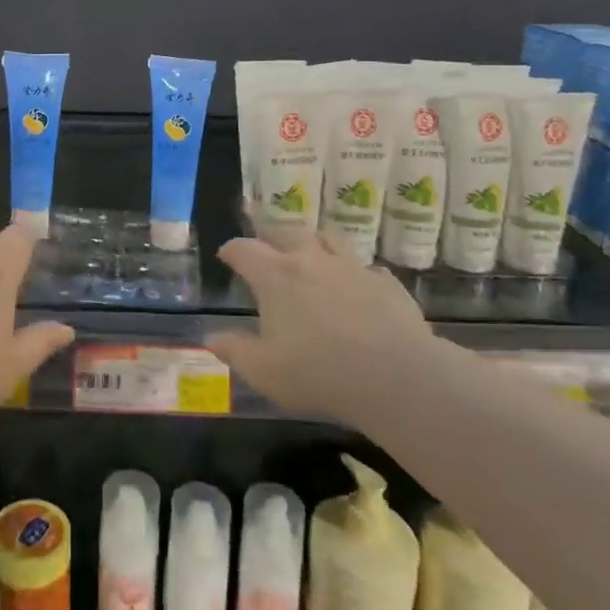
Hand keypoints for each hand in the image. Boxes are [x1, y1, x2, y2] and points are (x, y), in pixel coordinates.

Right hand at [205, 235, 431, 423]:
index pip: (244, 250)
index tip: (226, 255)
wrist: (397, 377)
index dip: (231, 250)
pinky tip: (356, 285)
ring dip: (313, 240)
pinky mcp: (385, 282)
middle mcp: (311, 260)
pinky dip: (354, 271)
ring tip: (310, 250)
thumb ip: (235, 351)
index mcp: (276, 276)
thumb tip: (211, 338)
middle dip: (270, 235)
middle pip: (286, 232)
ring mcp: (352, 267)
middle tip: (265, 245)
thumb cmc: (319, 374)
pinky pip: (366, 267)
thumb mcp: (265, 372)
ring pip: (328, 237)